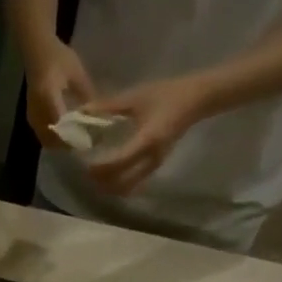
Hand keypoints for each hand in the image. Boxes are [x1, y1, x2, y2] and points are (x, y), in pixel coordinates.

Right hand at [24, 39, 94, 147]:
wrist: (37, 51)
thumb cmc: (58, 56)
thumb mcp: (77, 72)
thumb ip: (86, 93)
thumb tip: (96, 113)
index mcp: (48, 96)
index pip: (60, 123)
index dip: (73, 134)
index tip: (88, 140)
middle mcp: (37, 109)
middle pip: (51, 137)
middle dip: (67, 144)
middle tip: (84, 144)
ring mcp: (32, 114)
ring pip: (45, 138)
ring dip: (60, 143)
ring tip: (76, 142)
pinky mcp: (31, 116)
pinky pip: (41, 134)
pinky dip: (53, 138)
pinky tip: (65, 135)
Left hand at [82, 75, 217, 194]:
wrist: (197, 99)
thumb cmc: (167, 94)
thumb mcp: (136, 96)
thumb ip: (109, 105)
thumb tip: (84, 110)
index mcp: (147, 140)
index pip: (119, 162)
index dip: (99, 167)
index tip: (83, 163)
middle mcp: (152, 158)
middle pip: (122, 183)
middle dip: (102, 181)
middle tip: (86, 172)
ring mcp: (155, 164)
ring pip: (129, 187)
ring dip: (110, 186)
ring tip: (95, 175)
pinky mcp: (156, 165)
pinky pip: (135, 182)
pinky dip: (120, 183)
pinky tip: (110, 174)